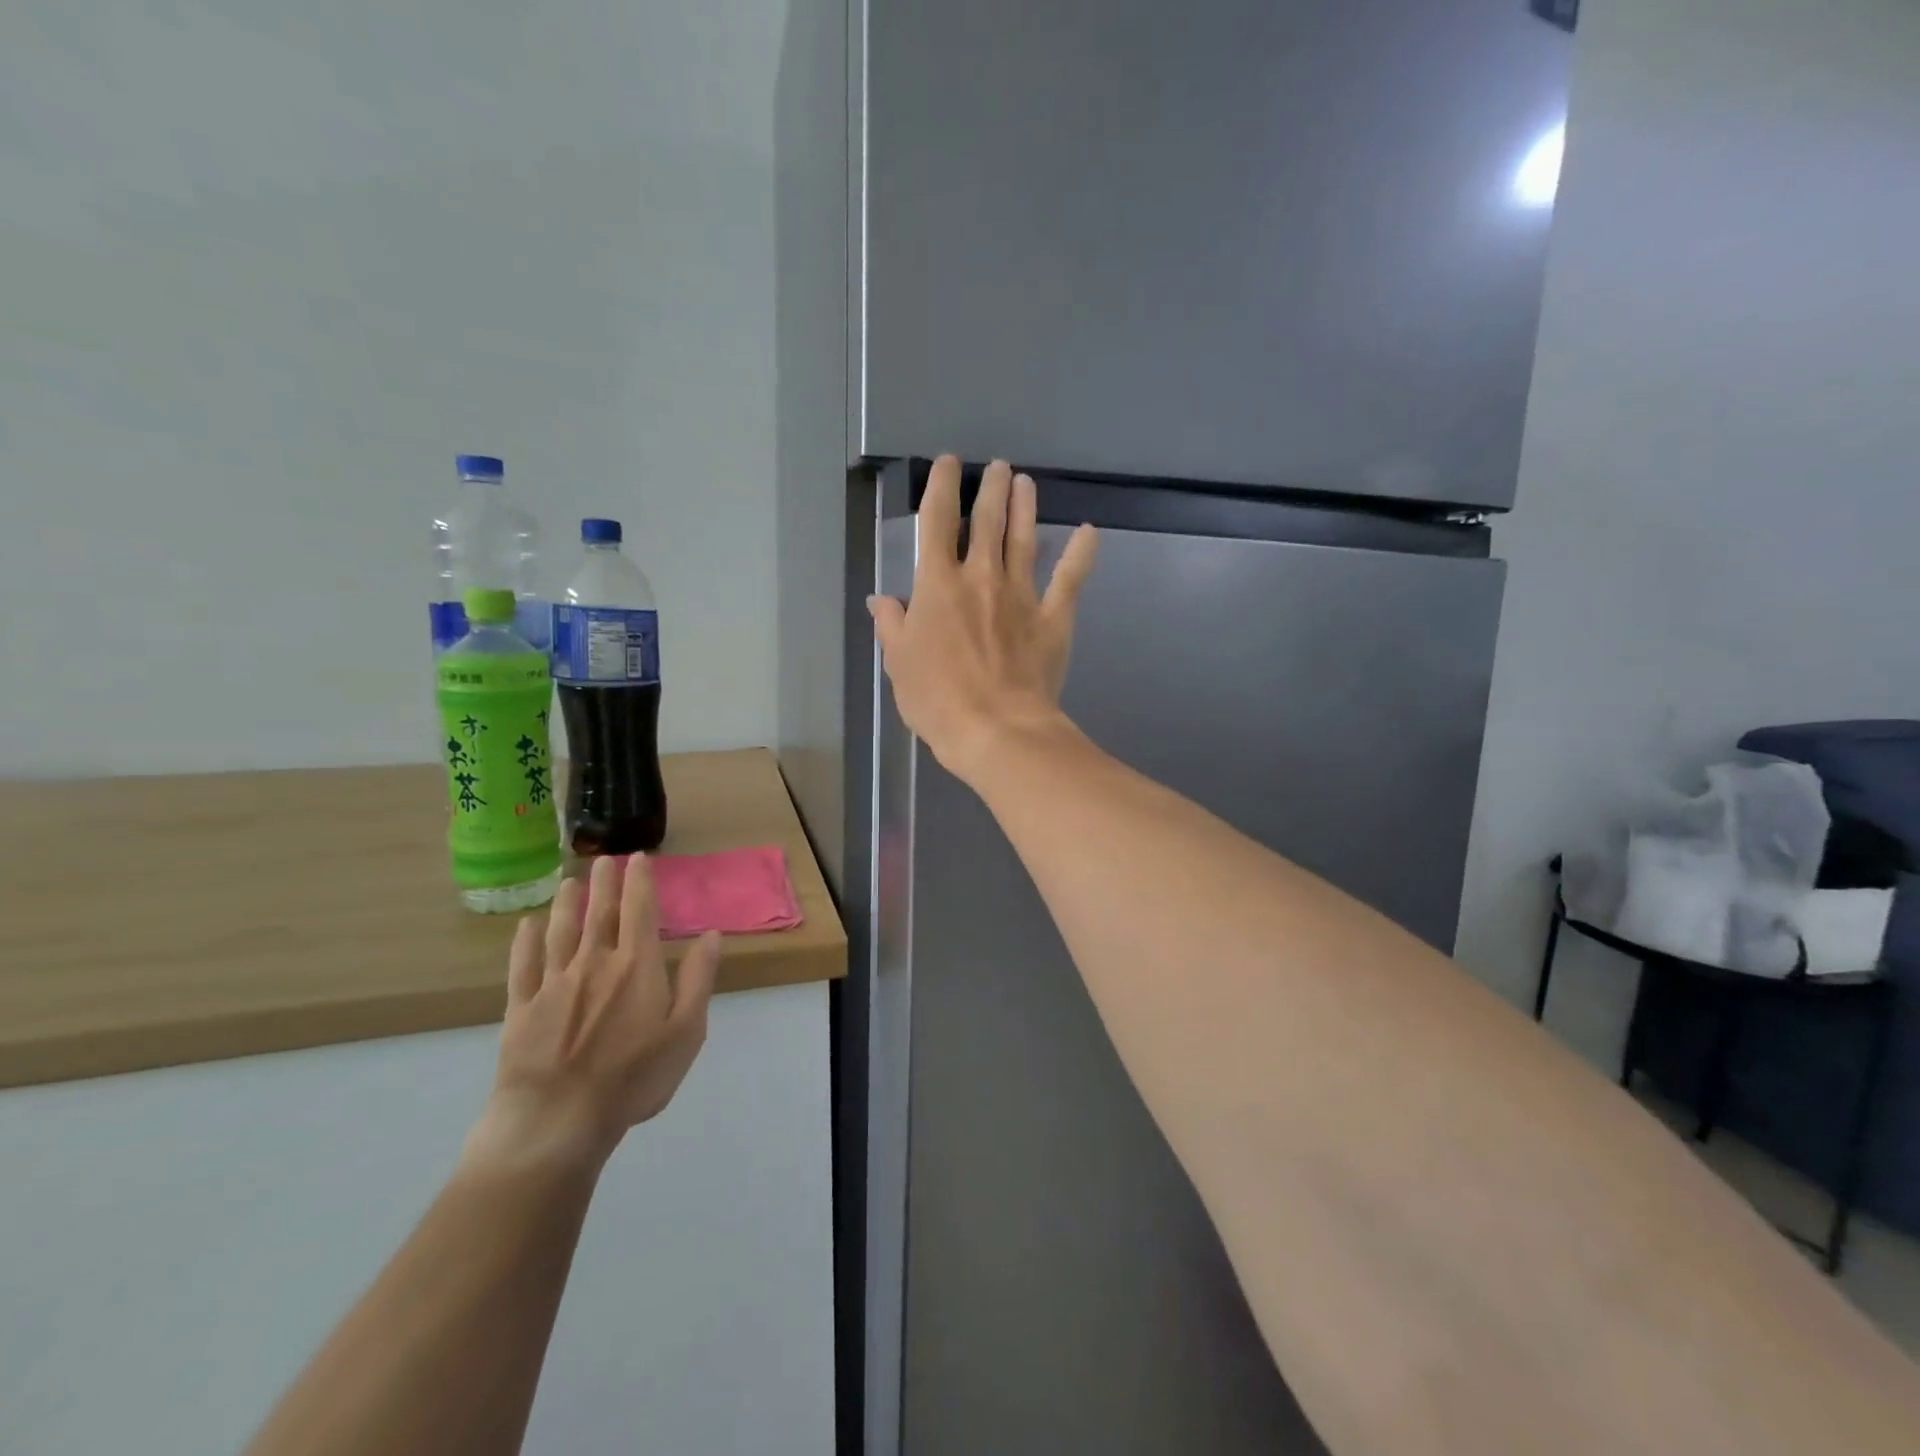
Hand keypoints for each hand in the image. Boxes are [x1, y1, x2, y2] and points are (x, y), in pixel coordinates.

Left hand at [462, 854, 722, 1179]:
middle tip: (603, 858)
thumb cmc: (633, 1078)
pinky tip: (525, 927)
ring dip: (566, 903)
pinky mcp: (521, 1008)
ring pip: (560, 932)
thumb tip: (710, 935)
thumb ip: (699, 980)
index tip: (637, 858)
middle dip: (604, 882)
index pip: (640, 911)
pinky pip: (522, 966)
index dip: (640, 881)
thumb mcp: (686, 1032)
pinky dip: (524, 942)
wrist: (557, 1120)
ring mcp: (554, 984)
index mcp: (637, 966)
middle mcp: (594, 963)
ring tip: (569, 882)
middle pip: (600, 913)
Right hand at [868, 456, 1097, 784]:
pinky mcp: (1053, 617)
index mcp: (938, 585)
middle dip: (990, 488)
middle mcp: (981, 577)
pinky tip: (1090, 531)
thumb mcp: (899, 664)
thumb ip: (893, 626)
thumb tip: (884, 601)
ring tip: (1024, 482)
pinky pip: (1070, 579)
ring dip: (1024, 507)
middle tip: (997, 467)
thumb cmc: (938, 700)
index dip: (942, 487)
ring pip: (1024, 539)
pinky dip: (1081, 554)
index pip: (937, 522)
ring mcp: (1022, 595)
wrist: (996, 729)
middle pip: (986, 521)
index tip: (948, 464)